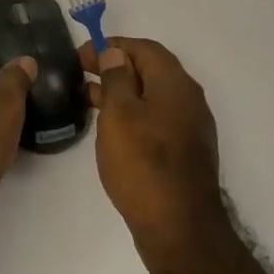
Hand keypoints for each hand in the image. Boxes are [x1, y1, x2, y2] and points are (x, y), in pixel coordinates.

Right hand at [82, 38, 223, 266]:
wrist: (180, 228)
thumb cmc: (143, 164)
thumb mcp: (119, 115)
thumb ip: (116, 79)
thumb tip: (116, 54)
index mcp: (175, 84)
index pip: (145, 48)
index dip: (113, 46)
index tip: (82, 55)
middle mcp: (189, 100)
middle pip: (151, 70)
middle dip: (116, 67)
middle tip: (82, 73)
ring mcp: (190, 127)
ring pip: (153, 96)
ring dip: (122, 91)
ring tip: (88, 98)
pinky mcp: (186, 151)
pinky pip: (157, 117)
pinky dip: (134, 112)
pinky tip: (112, 128)